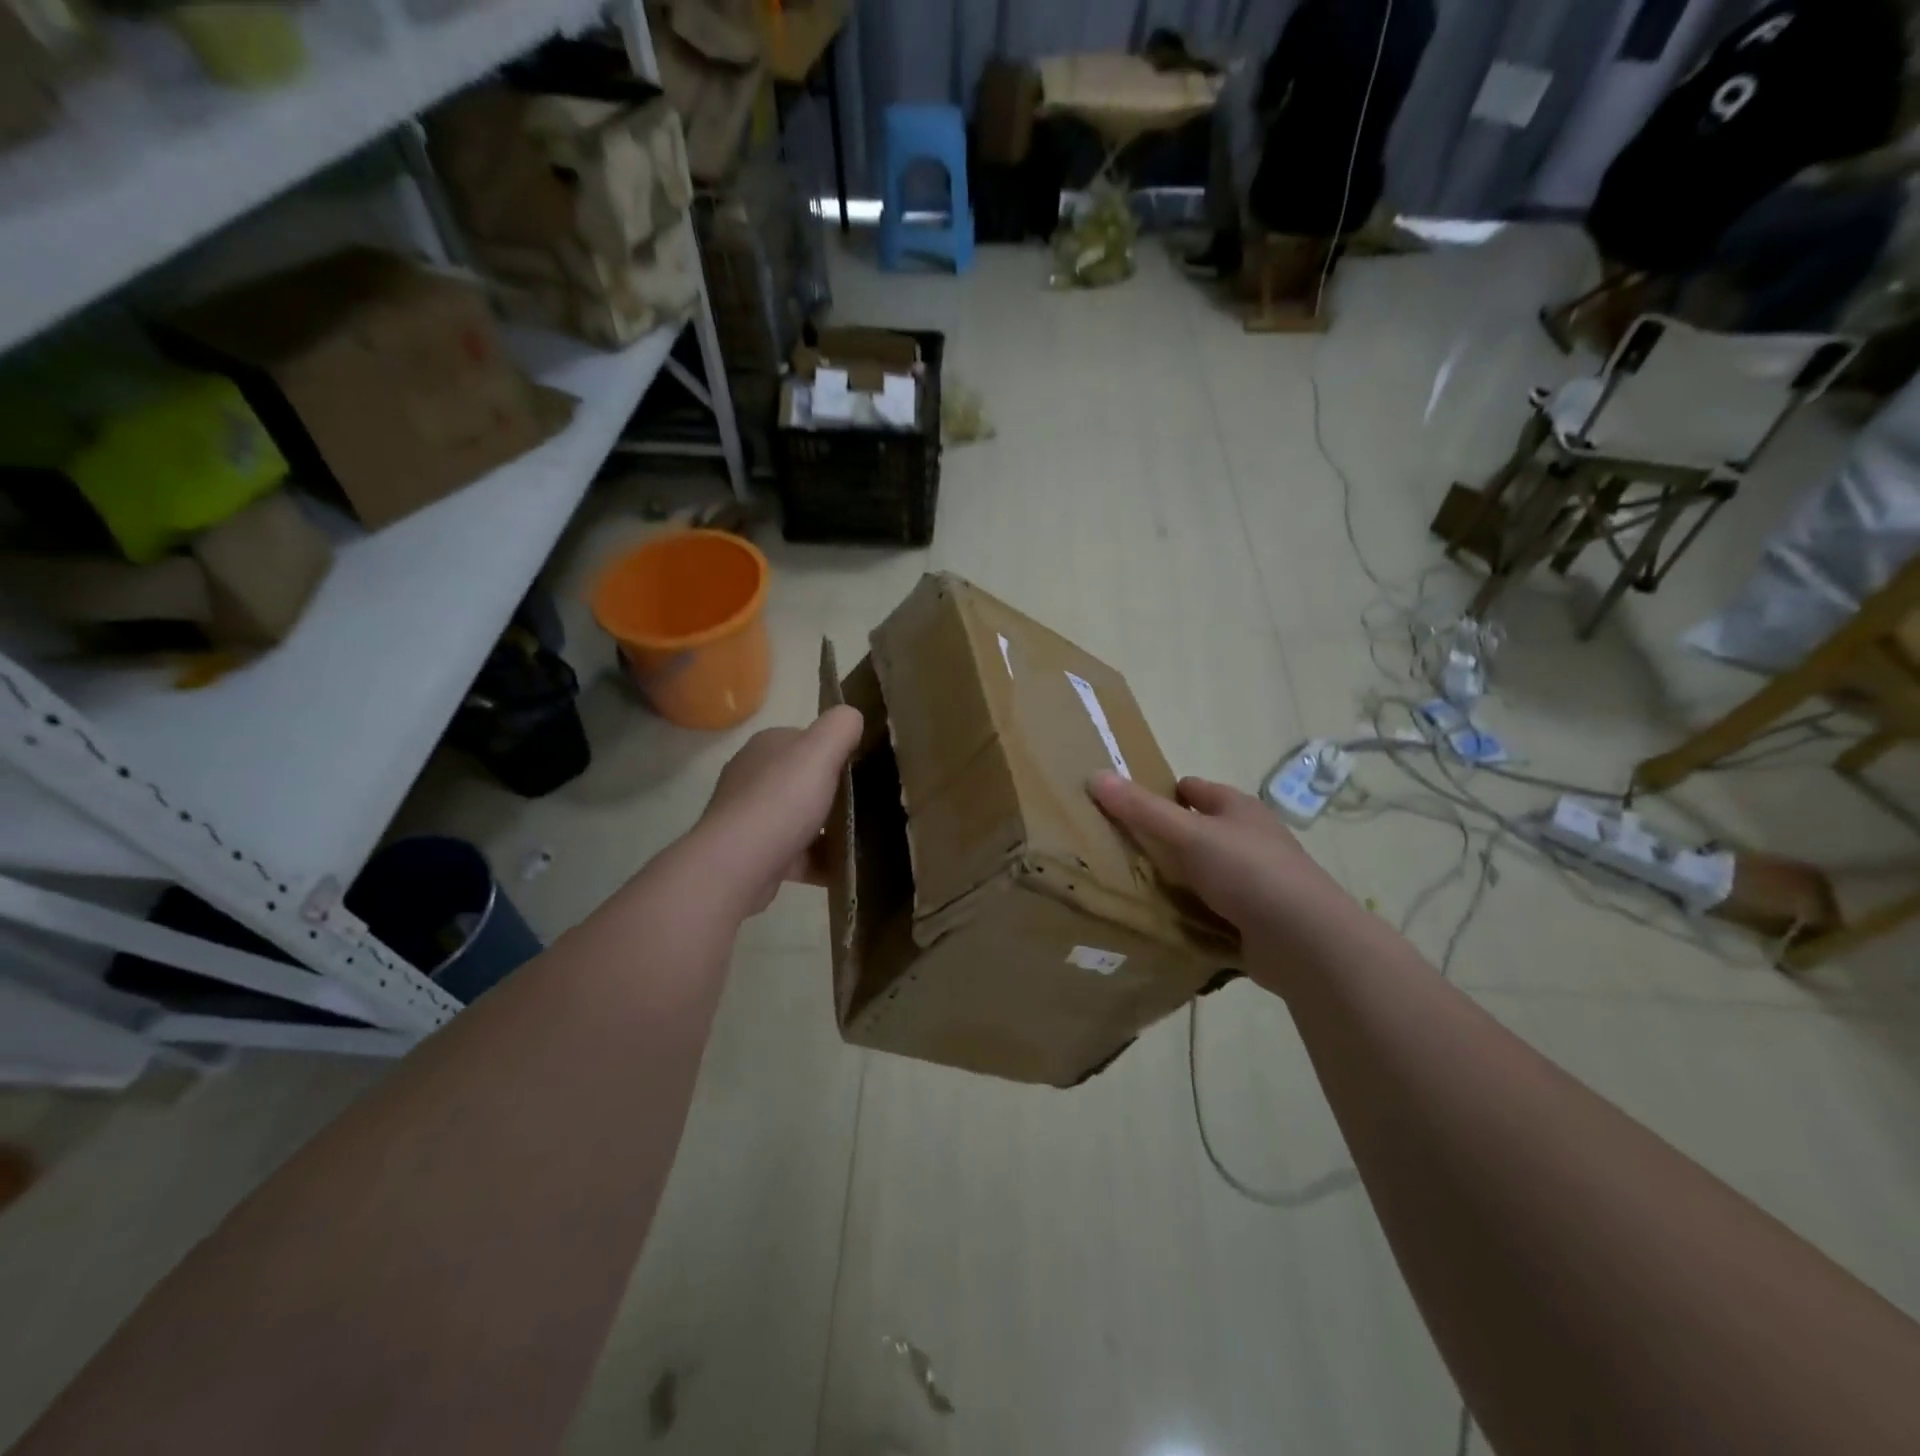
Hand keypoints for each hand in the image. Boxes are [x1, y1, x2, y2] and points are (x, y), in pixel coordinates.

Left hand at [694, 706, 862, 915]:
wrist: (739, 864)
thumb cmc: (782, 800)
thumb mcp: (820, 750)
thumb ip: (840, 726)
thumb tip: (852, 717)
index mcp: (767, 746)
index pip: (808, 741)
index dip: (836, 752)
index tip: (864, 770)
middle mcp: (754, 777)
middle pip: (806, 781)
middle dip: (835, 794)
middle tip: (868, 806)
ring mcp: (752, 817)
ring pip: (802, 819)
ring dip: (830, 829)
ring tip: (862, 839)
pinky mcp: (756, 854)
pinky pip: (798, 853)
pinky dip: (821, 860)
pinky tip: (845, 868)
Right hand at [1088, 773, 1343, 944]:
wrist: (1306, 941)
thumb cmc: (1248, 872)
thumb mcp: (1189, 834)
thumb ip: (1142, 809)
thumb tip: (1095, 775)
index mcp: (1238, 809)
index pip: (1193, 790)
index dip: (1162, 793)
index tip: (1126, 808)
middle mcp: (1249, 839)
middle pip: (1197, 831)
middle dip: (1164, 839)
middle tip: (1119, 850)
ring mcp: (1255, 881)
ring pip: (1204, 871)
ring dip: (1177, 879)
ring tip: (1133, 887)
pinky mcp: (1255, 919)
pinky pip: (1212, 909)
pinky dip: (1191, 912)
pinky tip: (1165, 922)